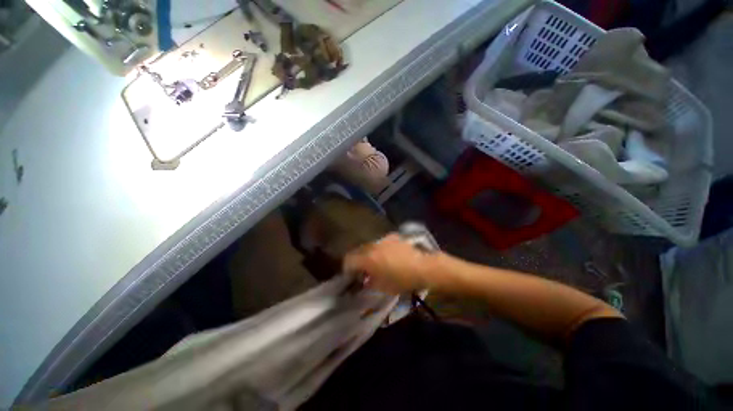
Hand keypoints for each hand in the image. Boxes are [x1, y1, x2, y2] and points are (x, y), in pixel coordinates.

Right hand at [343, 233, 439, 293]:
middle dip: (357, 260)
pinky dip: (380, 249)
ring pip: (369, 245)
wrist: (423, 267)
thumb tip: (364, 280)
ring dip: (369, 254)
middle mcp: (372, 246)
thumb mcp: (383, 287)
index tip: (350, 275)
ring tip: (376, 262)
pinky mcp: (393, 237)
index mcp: (367, 258)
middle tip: (362, 270)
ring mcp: (383, 240)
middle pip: (358, 250)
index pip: (349, 259)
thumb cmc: (402, 280)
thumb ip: (369, 282)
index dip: (347, 268)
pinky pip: (381, 243)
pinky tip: (388, 255)